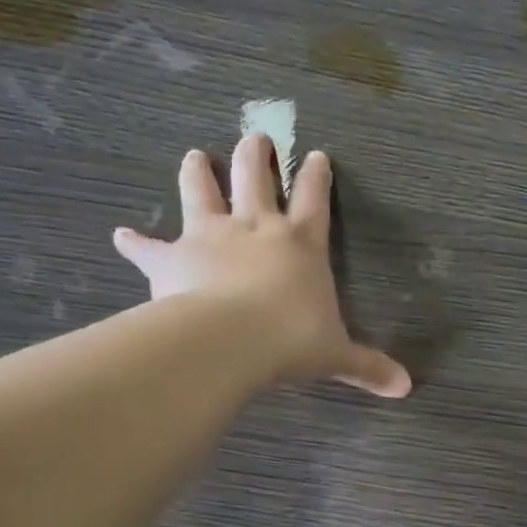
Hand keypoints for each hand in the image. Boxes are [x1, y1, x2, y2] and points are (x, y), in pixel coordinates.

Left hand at [112, 137, 411, 398]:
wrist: (231, 339)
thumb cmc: (291, 339)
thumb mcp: (336, 355)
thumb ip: (367, 367)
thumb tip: (406, 389)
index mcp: (302, 242)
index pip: (315, 198)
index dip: (317, 176)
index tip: (317, 154)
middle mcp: (257, 227)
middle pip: (256, 177)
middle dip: (256, 155)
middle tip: (254, 136)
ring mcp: (212, 236)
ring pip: (203, 192)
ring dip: (198, 172)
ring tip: (195, 155)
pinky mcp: (173, 257)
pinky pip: (149, 247)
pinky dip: (135, 242)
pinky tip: (120, 235)